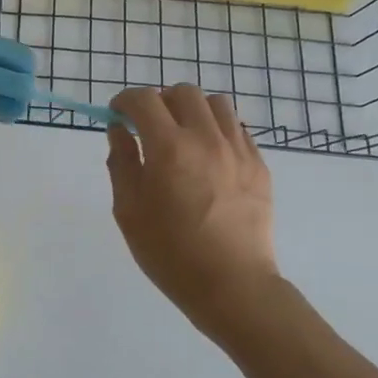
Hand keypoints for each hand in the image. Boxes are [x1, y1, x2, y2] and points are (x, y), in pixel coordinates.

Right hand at [106, 85, 278, 339]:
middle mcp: (206, 138)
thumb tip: (120, 130)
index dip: (124, 101)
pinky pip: (236, 128)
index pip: (143, 99)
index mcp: (169, 148)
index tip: (118, 116)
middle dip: (159, 102)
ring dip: (192, 111)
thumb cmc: (170, 253)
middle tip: (149, 129)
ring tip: (182, 138)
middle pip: (182, 92)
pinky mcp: (259, 165)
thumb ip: (121, 162)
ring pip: (215, 103)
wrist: (232, 285)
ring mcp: (238, 149)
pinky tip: (207, 158)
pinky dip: (216, 130)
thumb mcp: (129, 210)